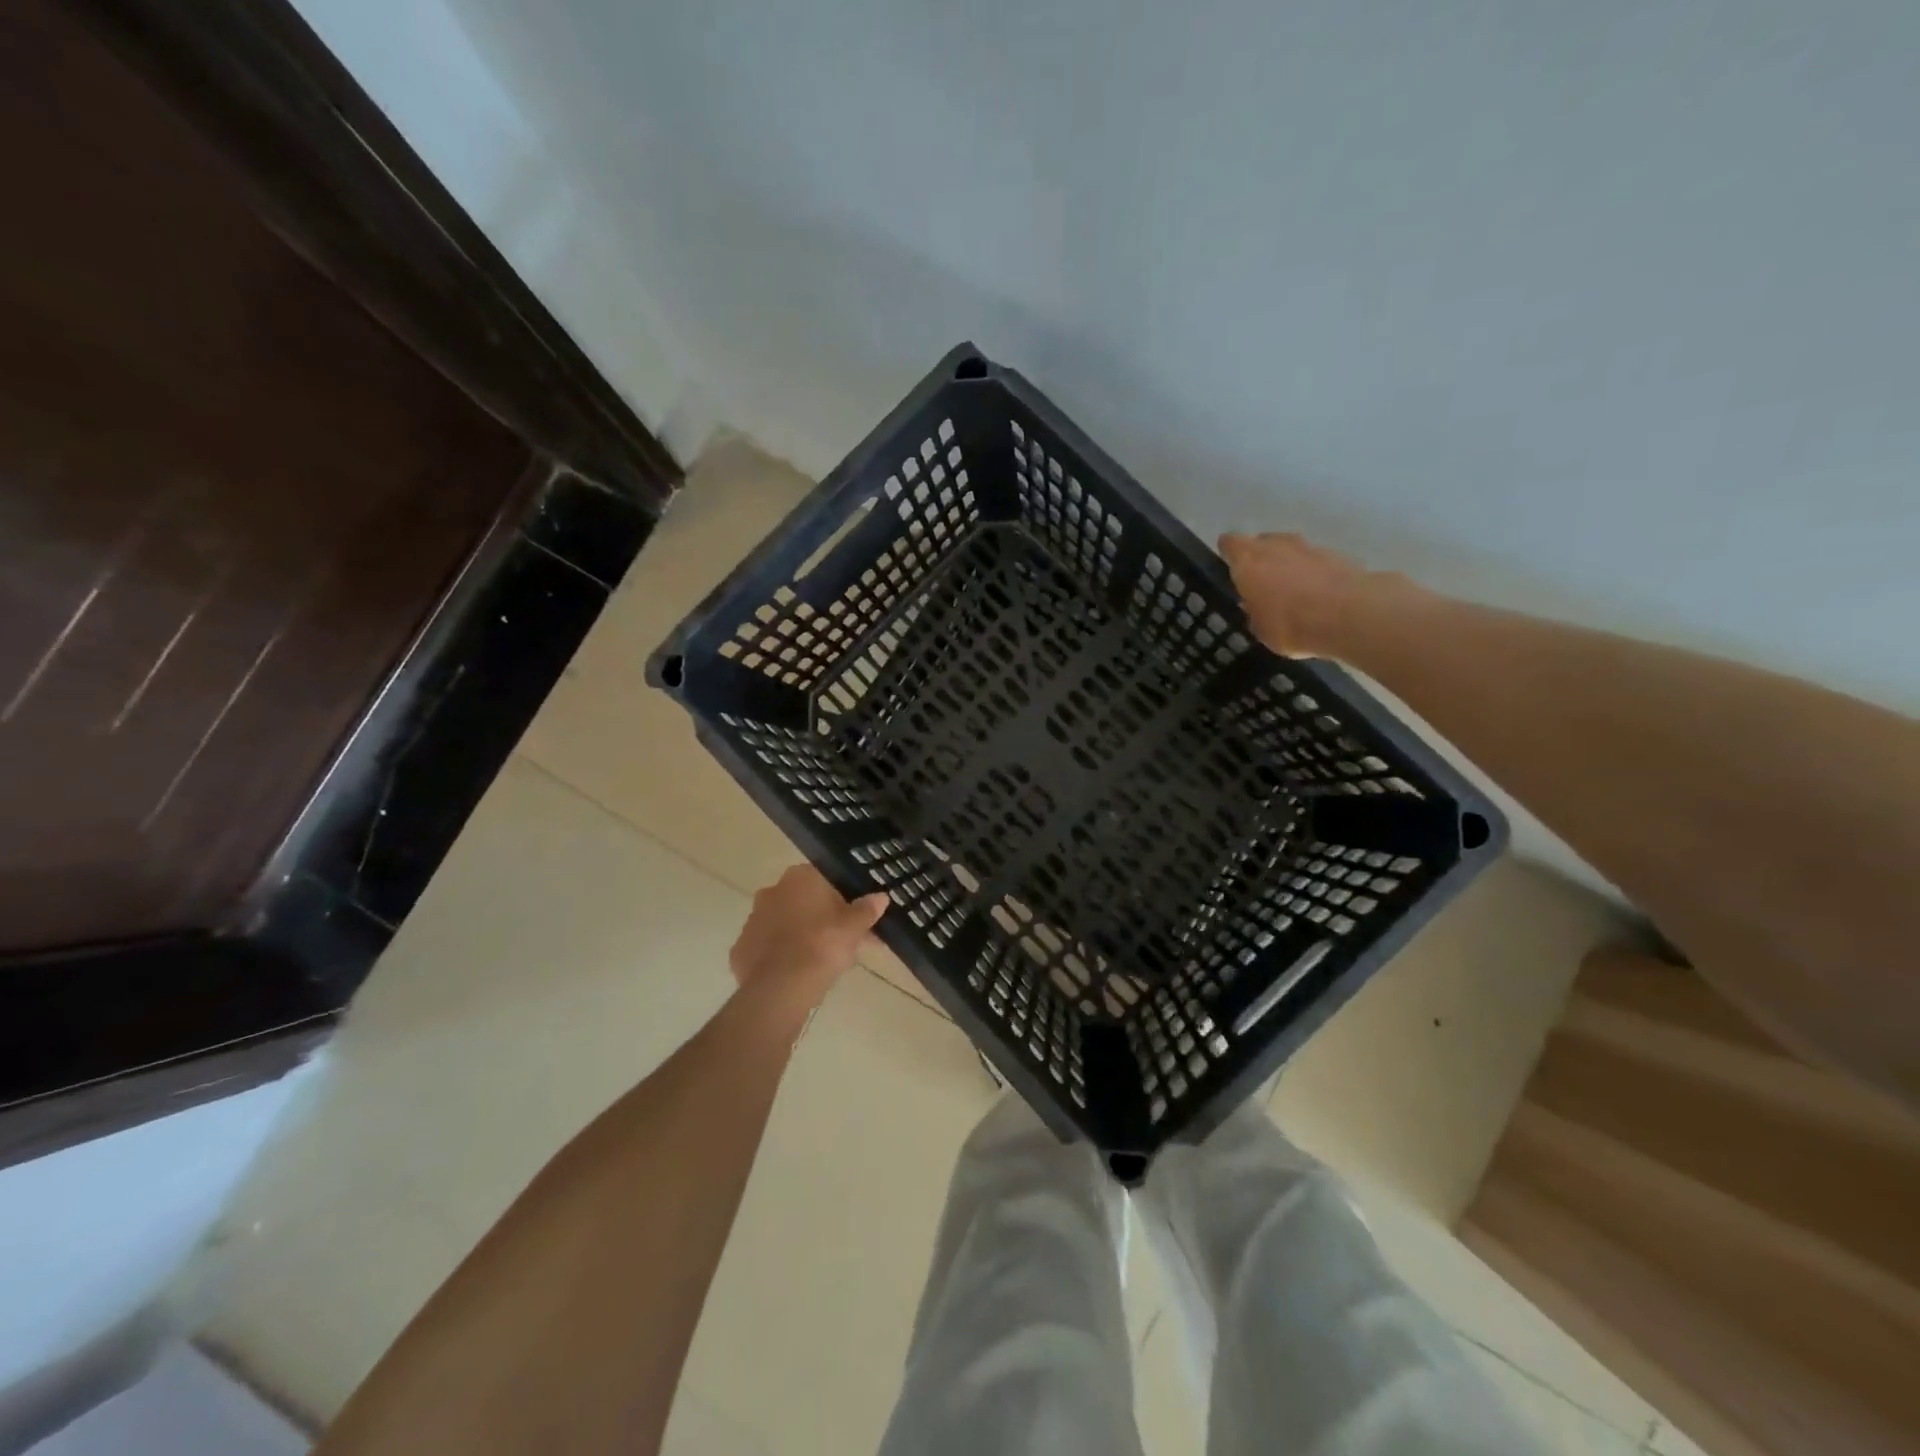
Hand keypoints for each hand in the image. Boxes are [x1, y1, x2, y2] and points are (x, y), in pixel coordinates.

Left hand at [730, 866, 887, 1008]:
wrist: (781, 988)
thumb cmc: (822, 946)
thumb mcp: (854, 928)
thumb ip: (867, 910)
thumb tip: (881, 896)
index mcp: (799, 878)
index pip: (824, 879)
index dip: (842, 898)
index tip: (854, 918)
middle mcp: (771, 892)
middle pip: (803, 902)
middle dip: (821, 918)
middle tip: (843, 943)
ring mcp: (752, 920)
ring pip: (784, 924)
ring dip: (800, 936)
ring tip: (823, 964)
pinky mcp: (740, 949)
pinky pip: (767, 949)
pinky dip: (781, 958)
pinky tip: (797, 975)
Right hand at [1219, 531, 1408, 658]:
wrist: (1348, 615)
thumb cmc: (1290, 624)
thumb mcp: (1260, 629)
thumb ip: (1255, 612)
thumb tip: (1255, 606)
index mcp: (1248, 561)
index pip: (1230, 544)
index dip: (1228, 552)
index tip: (1227, 563)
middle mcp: (1276, 546)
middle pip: (1262, 542)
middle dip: (1260, 557)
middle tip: (1259, 580)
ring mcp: (1309, 547)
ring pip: (1291, 549)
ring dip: (1288, 563)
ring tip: (1289, 588)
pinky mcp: (1337, 555)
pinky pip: (1316, 561)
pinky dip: (1312, 573)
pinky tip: (1315, 594)